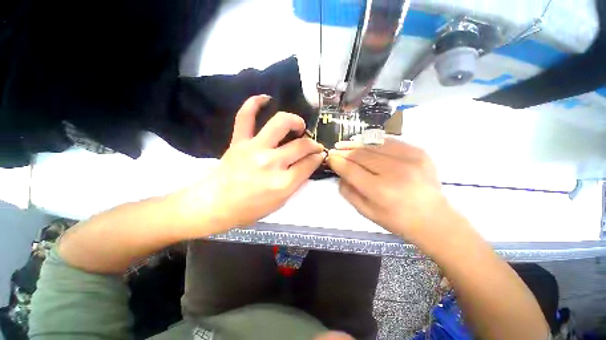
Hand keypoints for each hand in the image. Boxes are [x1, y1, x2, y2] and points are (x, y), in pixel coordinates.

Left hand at [175, 95, 324, 234]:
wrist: (215, 204)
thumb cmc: (250, 208)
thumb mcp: (281, 202)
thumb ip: (298, 181)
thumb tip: (310, 161)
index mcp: (282, 183)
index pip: (309, 163)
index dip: (318, 157)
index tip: (319, 154)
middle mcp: (271, 163)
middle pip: (301, 145)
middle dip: (313, 143)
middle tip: (312, 145)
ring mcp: (253, 149)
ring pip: (280, 124)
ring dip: (294, 121)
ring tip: (298, 125)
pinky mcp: (238, 141)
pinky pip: (245, 116)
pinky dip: (254, 103)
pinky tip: (265, 98)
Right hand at [326, 139, 455, 242]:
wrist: (433, 218)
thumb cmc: (396, 219)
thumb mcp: (366, 212)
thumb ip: (348, 192)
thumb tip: (340, 173)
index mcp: (380, 191)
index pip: (351, 170)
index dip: (337, 161)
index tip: (330, 157)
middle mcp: (395, 172)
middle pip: (361, 155)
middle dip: (344, 151)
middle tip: (335, 149)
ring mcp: (410, 159)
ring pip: (374, 145)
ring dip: (356, 143)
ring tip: (346, 143)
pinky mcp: (419, 152)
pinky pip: (390, 141)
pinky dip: (374, 140)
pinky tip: (364, 141)